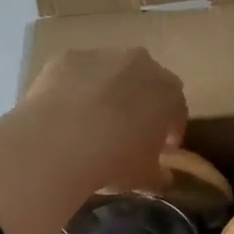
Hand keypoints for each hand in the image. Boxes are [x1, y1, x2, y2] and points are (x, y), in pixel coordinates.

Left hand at [20, 48, 187, 193]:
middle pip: (146, 84)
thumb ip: (159, 175)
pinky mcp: (66, 58)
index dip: (171, 131)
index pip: (177, 110)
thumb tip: (162, 177)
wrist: (56, 142)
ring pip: (111, 74)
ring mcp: (102, 56)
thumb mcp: (144, 177)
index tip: (162, 150)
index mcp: (169, 92)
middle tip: (129, 133)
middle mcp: (141, 64)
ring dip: (108, 93)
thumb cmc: (114, 160)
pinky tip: (65, 114)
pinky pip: (78, 75)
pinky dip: (76, 89)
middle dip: (141, 105)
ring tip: (92, 123)